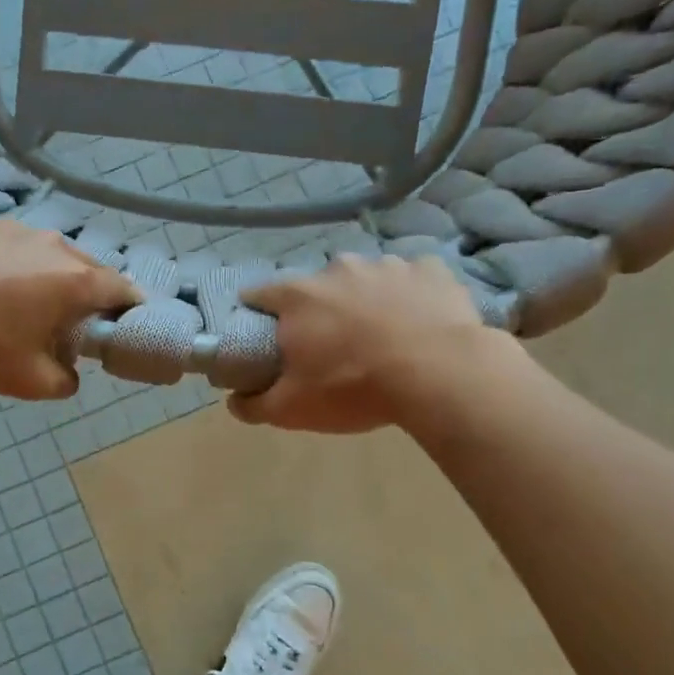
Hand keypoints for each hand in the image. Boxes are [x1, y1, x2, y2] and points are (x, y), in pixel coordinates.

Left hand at [0, 216, 140, 399]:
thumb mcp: (28, 381)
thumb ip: (63, 382)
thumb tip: (70, 376)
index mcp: (74, 280)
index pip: (121, 289)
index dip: (128, 306)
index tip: (124, 321)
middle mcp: (51, 245)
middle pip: (84, 266)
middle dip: (85, 291)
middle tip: (70, 317)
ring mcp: (11, 227)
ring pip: (42, 251)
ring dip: (43, 272)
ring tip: (20, 297)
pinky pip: (3, 243)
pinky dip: (3, 260)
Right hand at [230, 254, 518, 432]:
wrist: (440, 374)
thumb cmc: (354, 387)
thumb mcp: (292, 409)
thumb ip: (254, 405)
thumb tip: (233, 401)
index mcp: (298, 296)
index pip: (259, 294)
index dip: (257, 314)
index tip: (264, 333)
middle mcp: (337, 268)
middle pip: (316, 287)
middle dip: (317, 310)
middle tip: (330, 344)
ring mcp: (387, 264)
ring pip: (365, 280)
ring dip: (365, 301)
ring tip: (381, 336)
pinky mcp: (431, 270)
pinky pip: (412, 280)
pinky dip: (409, 297)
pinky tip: (418, 323)